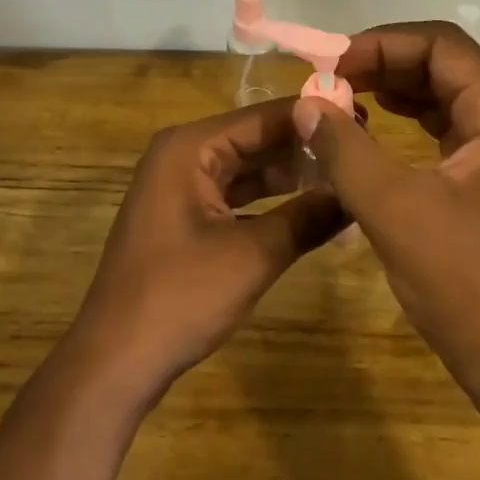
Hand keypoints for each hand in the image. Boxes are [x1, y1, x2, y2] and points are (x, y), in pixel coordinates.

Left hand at [71, 100, 345, 400]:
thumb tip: (359, 193)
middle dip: (305, 147)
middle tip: (362, 149)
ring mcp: (180, 187)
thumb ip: (309, 217)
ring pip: (248, 168)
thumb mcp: (254, 255)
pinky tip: (311, 208)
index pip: (264, 117)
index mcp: (189, 148)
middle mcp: (182, 155)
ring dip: (292, 175)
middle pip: (255, 139)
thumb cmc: (179, 297)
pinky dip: (271, 201)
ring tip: (347, 175)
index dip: (314, 119)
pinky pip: (236, 195)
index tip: (364, 121)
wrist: (115, 362)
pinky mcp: (184, 217)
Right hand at [292, 22, 479, 379]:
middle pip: (442, 62)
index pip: (440, 44)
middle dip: (382, 63)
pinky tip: (370, 124)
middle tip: (327, 78)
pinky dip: (405, 117)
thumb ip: (344, 149)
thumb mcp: (392, 208)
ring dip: (391, 87)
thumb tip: (306, 103)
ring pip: (441, 91)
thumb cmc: (461, 278)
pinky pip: (443, 123)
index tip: (330, 62)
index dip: (381, 43)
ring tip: (340, 96)